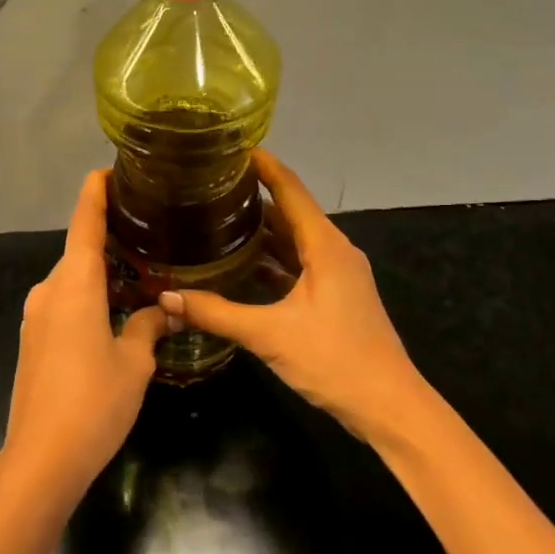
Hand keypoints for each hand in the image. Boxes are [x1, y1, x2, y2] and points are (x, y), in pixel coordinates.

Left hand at [3, 171, 169, 497]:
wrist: (41, 458)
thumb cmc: (93, 402)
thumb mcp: (134, 363)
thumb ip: (148, 327)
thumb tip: (164, 309)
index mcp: (75, 284)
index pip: (85, 223)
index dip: (95, 193)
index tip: (108, 170)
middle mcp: (50, 290)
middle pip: (79, 251)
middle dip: (109, 241)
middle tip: (147, 235)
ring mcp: (36, 316)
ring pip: (72, 280)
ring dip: (100, 274)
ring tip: (139, 276)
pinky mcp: (32, 340)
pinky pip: (63, 303)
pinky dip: (88, 297)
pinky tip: (113, 314)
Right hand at [160, 150, 424, 444]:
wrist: (389, 406)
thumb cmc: (335, 360)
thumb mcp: (270, 335)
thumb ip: (216, 313)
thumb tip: (165, 297)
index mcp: (325, 246)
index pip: (291, 189)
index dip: (264, 165)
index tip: (232, 147)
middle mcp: (334, 251)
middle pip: (291, 211)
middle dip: (256, 194)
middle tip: (212, 184)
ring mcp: (338, 274)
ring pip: (295, 239)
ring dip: (263, 228)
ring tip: (220, 216)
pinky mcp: (336, 296)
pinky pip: (300, 263)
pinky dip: (273, 258)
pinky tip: (243, 264)